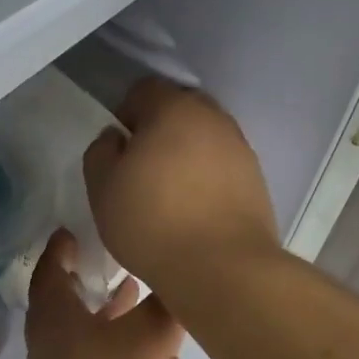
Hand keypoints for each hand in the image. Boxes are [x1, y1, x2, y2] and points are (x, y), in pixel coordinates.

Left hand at [24, 230, 183, 358]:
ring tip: (135, 288)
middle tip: (114, 249)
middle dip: (87, 273)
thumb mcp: (150, 337)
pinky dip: (111, 338)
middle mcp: (48, 340)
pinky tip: (141, 344)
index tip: (78, 225)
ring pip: (79, 328)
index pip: (51, 265)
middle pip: (63, 297)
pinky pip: (91, 355)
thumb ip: (166, 301)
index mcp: (54, 315)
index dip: (63, 244)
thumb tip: (181, 274)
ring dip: (103, 308)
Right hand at [82, 79, 278, 303]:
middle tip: (143, 169)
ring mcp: (241, 149)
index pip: (145, 89)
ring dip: (187, 155)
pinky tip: (196, 210)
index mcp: (174, 109)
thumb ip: (101, 152)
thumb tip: (116, 138)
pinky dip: (208, 178)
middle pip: (180, 110)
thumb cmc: (152, 223)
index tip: (119, 149)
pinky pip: (224, 167)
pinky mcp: (257, 181)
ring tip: (171, 194)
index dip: (126, 113)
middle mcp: (214, 119)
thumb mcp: (102, 188)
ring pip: (205, 139)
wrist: (221, 268)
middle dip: (160, 130)